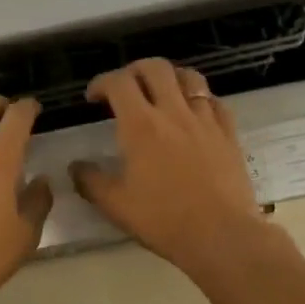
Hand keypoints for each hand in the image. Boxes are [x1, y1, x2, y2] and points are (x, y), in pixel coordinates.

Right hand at [70, 59, 271, 279]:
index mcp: (141, 126)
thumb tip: (75, 167)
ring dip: (169, 77)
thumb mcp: (116, 205)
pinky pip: (214, 102)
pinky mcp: (229, 134)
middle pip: (154, 68)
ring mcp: (205, 120)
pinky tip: (194, 114)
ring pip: (189, 77)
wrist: (221, 235)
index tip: (93, 98)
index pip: (118, 83)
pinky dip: (199, 99)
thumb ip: (91, 182)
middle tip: (125, 88)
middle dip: (134, 70)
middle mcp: (173, 112)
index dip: (101, 83)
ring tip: (161, 92)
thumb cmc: (163, 220)